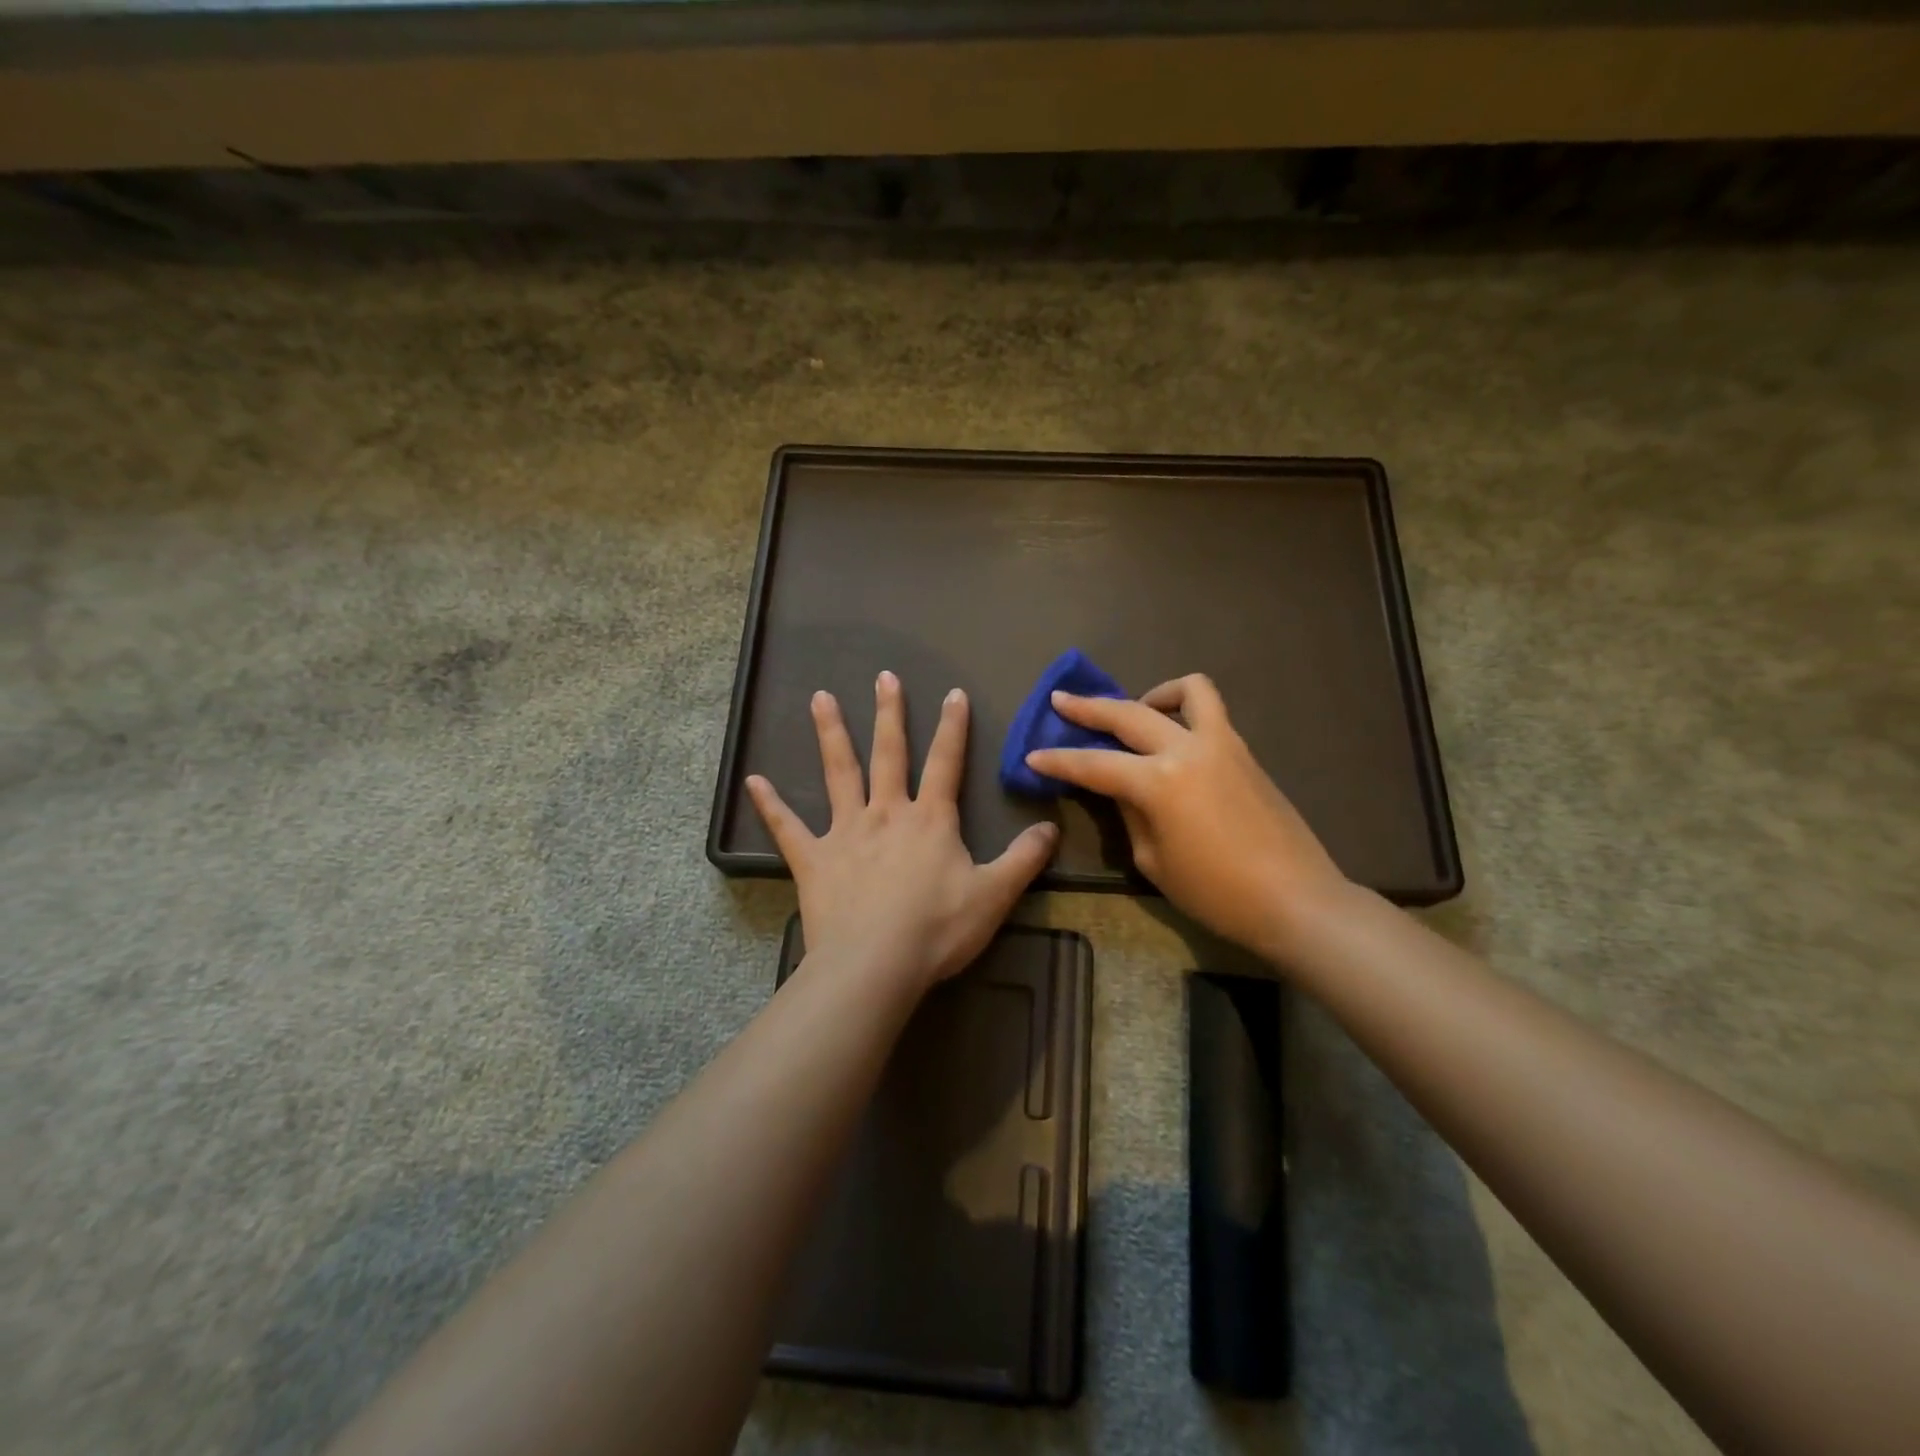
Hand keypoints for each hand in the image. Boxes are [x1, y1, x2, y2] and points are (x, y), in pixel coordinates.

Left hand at [747, 671, 1058, 994]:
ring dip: (830, 735)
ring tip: (819, 698)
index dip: (953, 728)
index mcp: (930, 820)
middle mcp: (887, 814)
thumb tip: (1051, 828)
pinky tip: (753, 781)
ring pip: (839, 774)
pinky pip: (788, 828)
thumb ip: (1024, 859)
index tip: (953, 693)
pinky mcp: (813, 859)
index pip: (946, 763)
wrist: (875, 964)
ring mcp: (846, 833)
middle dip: (889, 713)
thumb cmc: (937, 929)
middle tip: (883, 677)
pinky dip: (770, 805)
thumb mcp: (995, 895)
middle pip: (889, 754)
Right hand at [1025, 674, 1347, 959]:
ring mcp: (1222, 743)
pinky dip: (1187, 709)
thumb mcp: (1154, 860)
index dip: (1059, 761)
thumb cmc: (1216, 894)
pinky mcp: (1245, 751)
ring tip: (1138, 709)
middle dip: (1088, 707)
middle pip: (1128, 714)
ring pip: (1187, 690)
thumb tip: (1121, 788)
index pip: (1094, 765)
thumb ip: (1131, 814)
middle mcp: (1187, 749)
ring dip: (1153, 693)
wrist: (1296, 900)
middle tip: (1061, 700)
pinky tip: (1175, 737)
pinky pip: (1212, 712)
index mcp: (1159, 783)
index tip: (1033, 755)